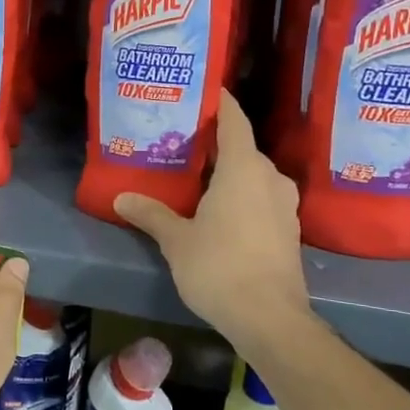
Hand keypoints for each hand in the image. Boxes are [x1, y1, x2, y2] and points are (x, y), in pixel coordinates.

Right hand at [115, 91, 313, 341]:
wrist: (270, 319)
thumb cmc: (220, 267)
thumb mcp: (177, 240)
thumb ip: (150, 214)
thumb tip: (121, 198)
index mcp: (243, 169)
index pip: (234, 120)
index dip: (220, 102)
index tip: (202, 90)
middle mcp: (269, 178)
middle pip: (242, 147)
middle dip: (215, 141)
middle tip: (182, 138)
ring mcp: (284, 205)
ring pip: (253, 174)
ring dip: (229, 170)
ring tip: (197, 172)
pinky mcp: (288, 230)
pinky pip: (261, 196)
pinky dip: (241, 193)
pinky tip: (218, 207)